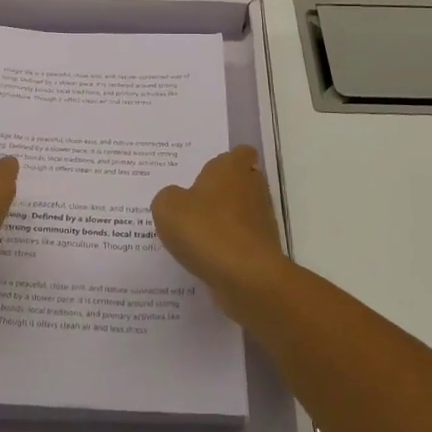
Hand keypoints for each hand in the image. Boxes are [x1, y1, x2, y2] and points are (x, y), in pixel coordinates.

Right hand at [151, 146, 289, 319]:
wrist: (246, 278)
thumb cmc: (206, 229)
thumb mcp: (167, 207)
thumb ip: (168, 197)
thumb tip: (177, 199)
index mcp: (232, 168)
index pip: (240, 153)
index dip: (227, 162)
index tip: (206, 174)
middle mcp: (253, 188)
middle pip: (241, 182)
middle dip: (222, 192)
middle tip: (194, 204)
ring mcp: (262, 220)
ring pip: (242, 213)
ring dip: (225, 222)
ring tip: (196, 236)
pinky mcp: (264, 249)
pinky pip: (242, 241)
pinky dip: (228, 248)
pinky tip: (207, 260)